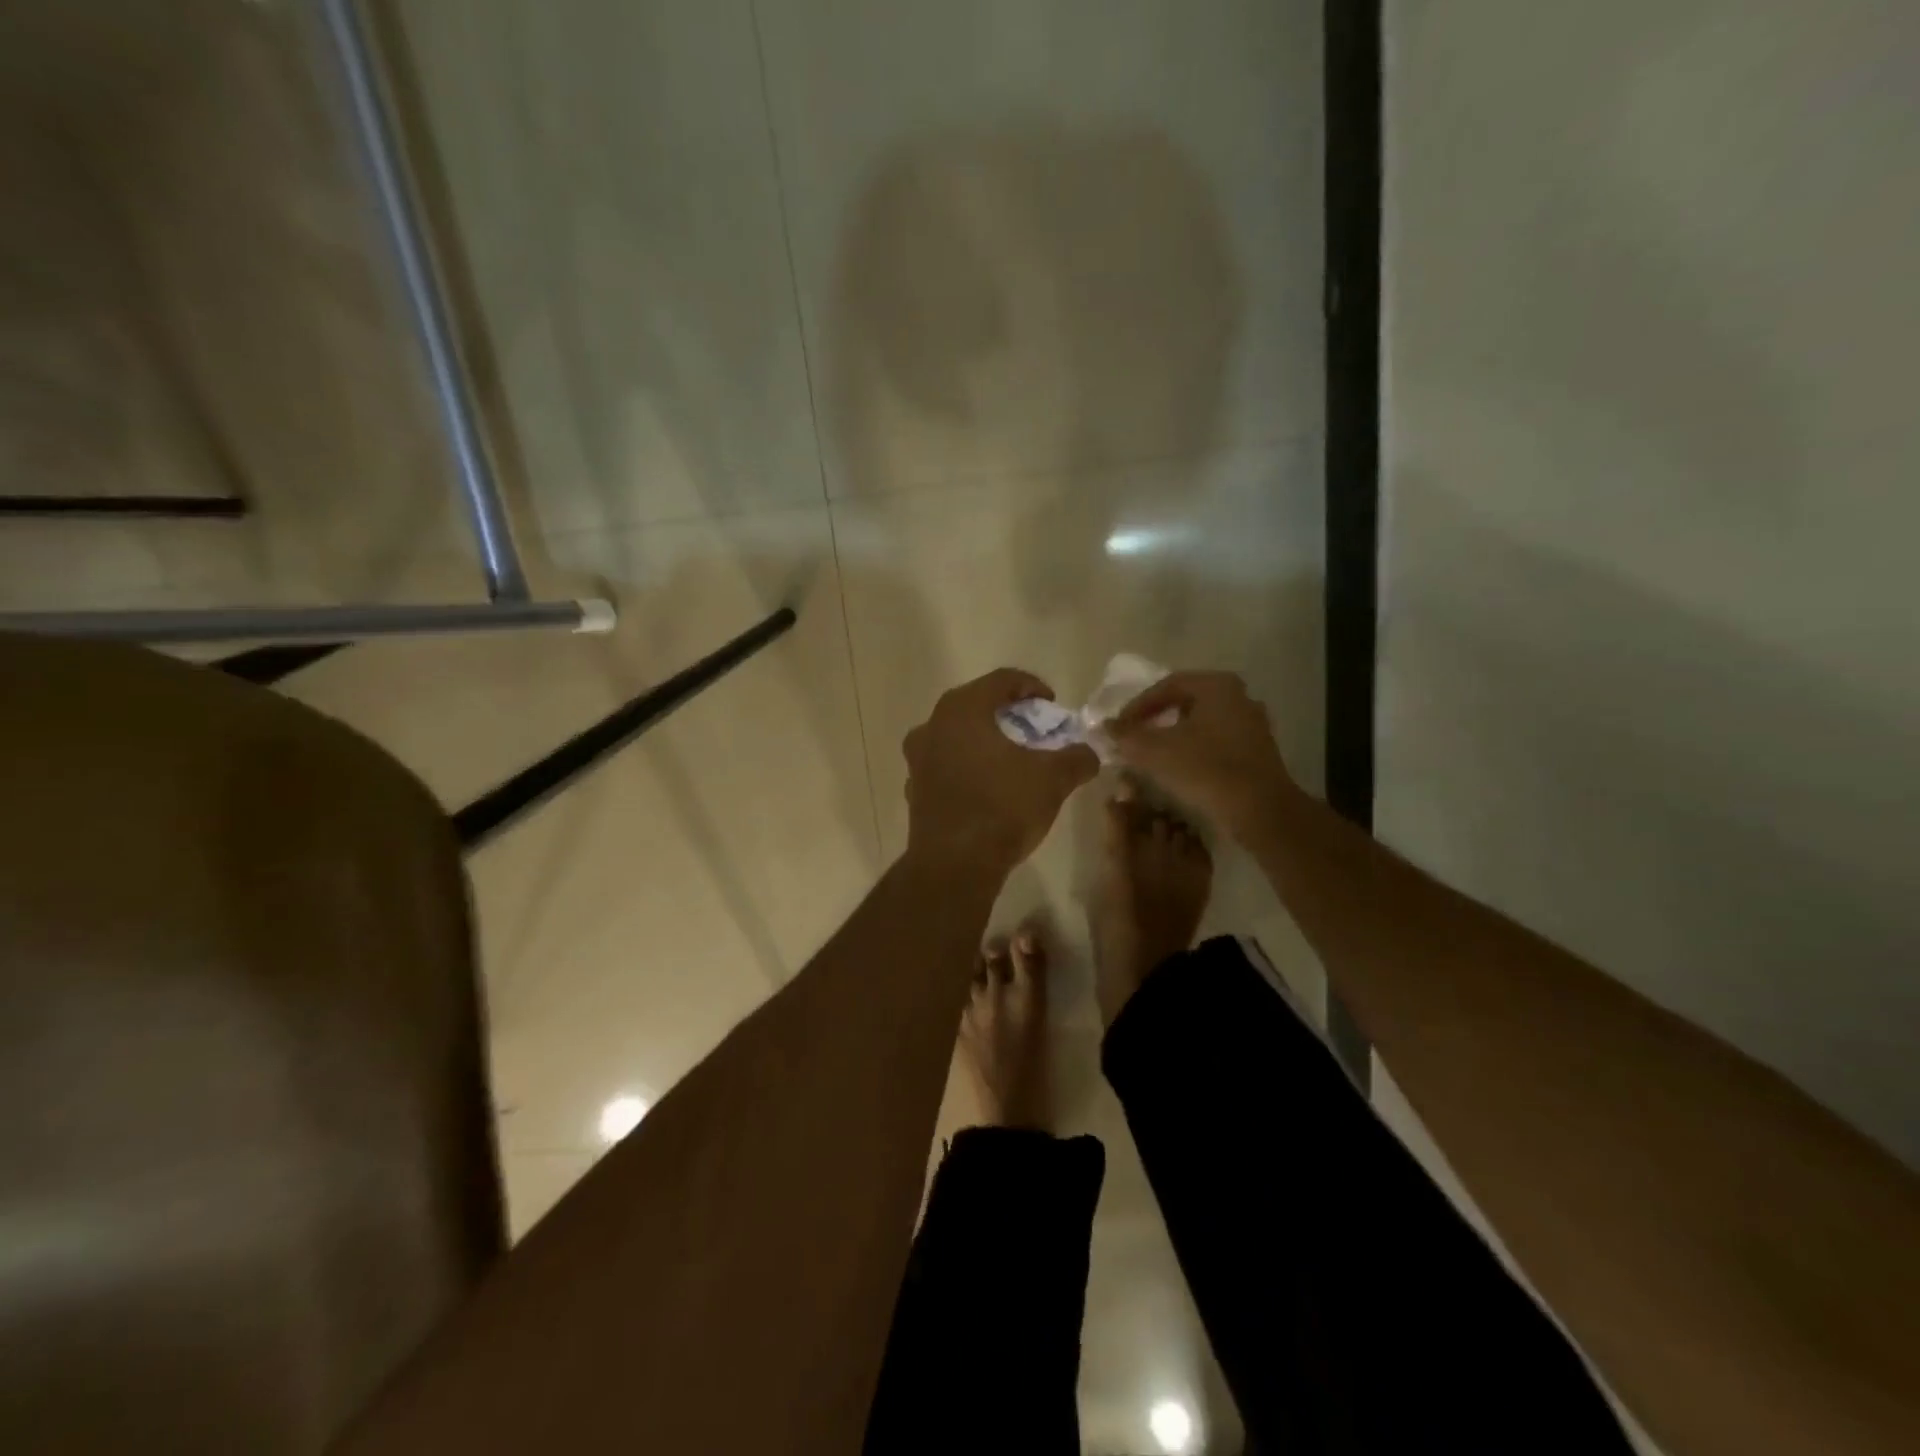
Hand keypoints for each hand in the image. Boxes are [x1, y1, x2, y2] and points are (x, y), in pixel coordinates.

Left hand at [903, 669, 1098, 875]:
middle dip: (1006, 714)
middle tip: (1032, 728)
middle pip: (974, 706)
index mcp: (962, 710)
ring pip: (956, 737)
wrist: (955, 864)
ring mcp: (917, 759)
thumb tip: (1089, 753)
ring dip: (983, 741)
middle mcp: (932, 726)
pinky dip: (967, 768)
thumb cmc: (1003, 807)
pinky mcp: (914, 790)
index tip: (1051, 703)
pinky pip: (945, 767)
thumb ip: (1076, 758)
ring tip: (1010, 759)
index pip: (1000, 680)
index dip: (1031, 686)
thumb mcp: (1053, 779)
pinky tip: (987, 788)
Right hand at [1107, 670, 1299, 836]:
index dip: (1136, 706)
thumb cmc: (1205, 769)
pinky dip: (1194, 749)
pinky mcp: (1258, 751)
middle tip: (1134, 736)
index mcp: (1216, 686)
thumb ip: (1126, 735)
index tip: (1119, 727)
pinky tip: (1179, 768)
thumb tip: (1106, 726)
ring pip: (1202, 723)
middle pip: (1186, 701)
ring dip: (1174, 735)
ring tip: (1152, 754)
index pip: (1166, 686)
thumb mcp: (1155, 751)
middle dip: (1156, 718)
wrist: (1259, 810)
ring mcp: (1253, 724)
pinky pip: (1217, 741)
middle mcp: (1239, 696)